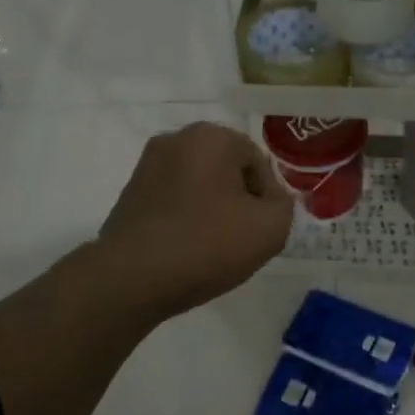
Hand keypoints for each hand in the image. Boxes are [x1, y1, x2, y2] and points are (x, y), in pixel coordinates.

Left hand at [95, 122, 293, 319]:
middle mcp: (176, 139)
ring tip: (213, 248)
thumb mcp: (270, 228)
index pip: (259, 163)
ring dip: (213, 211)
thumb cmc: (206, 245)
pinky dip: (186, 219)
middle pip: (228, 171)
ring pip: (200, 186)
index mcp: (211, 136)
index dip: (268, 199)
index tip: (261, 231)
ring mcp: (147, 166)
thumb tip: (270, 199)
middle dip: (239, 202)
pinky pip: (174, 201)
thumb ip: (284, 205)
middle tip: (241, 240)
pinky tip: (187, 249)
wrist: (131, 278)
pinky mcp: (130, 193)